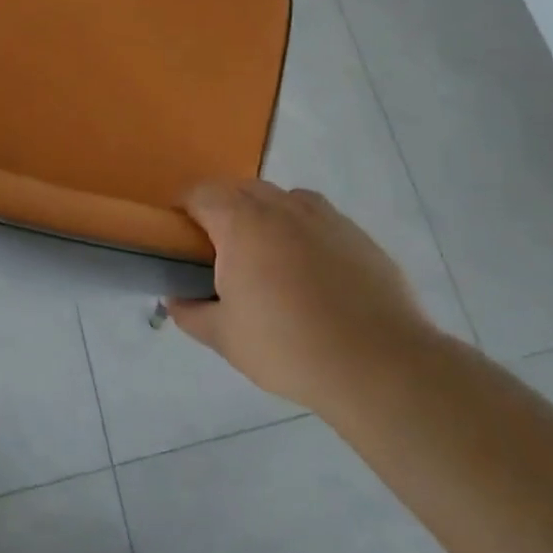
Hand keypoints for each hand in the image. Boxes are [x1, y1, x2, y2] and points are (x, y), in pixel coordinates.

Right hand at [167, 182, 436, 410]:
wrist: (377, 363)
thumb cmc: (287, 347)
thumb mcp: (225, 338)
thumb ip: (191, 313)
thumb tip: (175, 300)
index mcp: (242, 223)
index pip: (202, 193)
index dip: (184, 207)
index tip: (179, 235)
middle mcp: (283, 207)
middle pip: (242, 189)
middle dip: (224, 209)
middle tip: (220, 251)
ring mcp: (326, 217)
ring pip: (284, 198)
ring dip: (266, 215)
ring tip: (267, 258)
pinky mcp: (358, 235)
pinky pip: (318, 219)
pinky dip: (303, 231)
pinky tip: (310, 272)